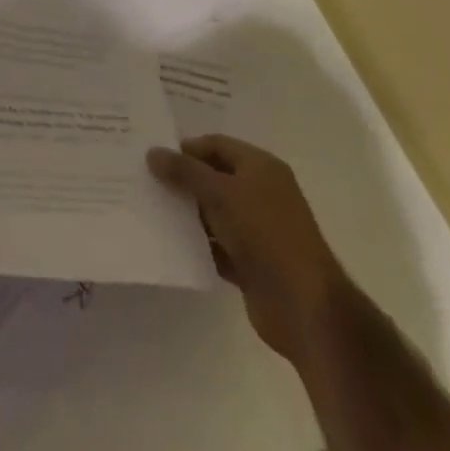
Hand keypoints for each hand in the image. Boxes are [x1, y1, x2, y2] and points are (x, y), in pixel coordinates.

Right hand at [147, 134, 347, 368]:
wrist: (304, 306)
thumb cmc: (265, 233)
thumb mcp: (221, 193)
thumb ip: (185, 171)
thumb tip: (152, 152)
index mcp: (261, 168)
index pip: (216, 145)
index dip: (186, 148)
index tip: (153, 158)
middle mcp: (260, 193)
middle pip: (213, 177)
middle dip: (182, 180)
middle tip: (145, 181)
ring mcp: (257, 230)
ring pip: (213, 213)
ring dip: (187, 213)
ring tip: (150, 210)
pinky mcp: (251, 263)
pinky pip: (216, 245)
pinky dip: (197, 244)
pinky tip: (169, 244)